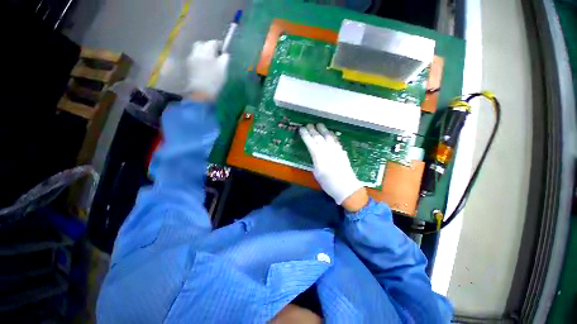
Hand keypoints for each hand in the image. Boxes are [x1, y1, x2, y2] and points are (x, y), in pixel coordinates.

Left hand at [184, 40, 229, 99]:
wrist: (201, 91)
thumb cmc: (214, 81)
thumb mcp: (223, 70)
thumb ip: (225, 59)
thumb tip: (225, 54)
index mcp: (207, 52)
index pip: (213, 43)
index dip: (218, 44)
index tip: (222, 49)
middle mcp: (198, 52)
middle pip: (202, 44)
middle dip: (208, 46)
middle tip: (215, 53)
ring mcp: (192, 58)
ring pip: (197, 49)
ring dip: (202, 50)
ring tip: (208, 58)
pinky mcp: (189, 65)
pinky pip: (194, 55)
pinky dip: (199, 56)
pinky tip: (203, 64)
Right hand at [299, 124, 367, 208]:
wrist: (346, 187)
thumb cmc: (328, 183)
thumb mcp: (317, 174)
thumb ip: (315, 161)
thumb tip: (315, 154)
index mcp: (318, 156)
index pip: (310, 142)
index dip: (305, 135)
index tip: (301, 129)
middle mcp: (327, 150)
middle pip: (319, 137)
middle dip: (313, 130)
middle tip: (308, 124)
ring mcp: (336, 150)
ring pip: (328, 137)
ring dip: (323, 130)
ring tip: (319, 124)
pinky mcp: (342, 152)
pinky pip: (336, 141)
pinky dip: (332, 136)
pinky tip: (330, 133)